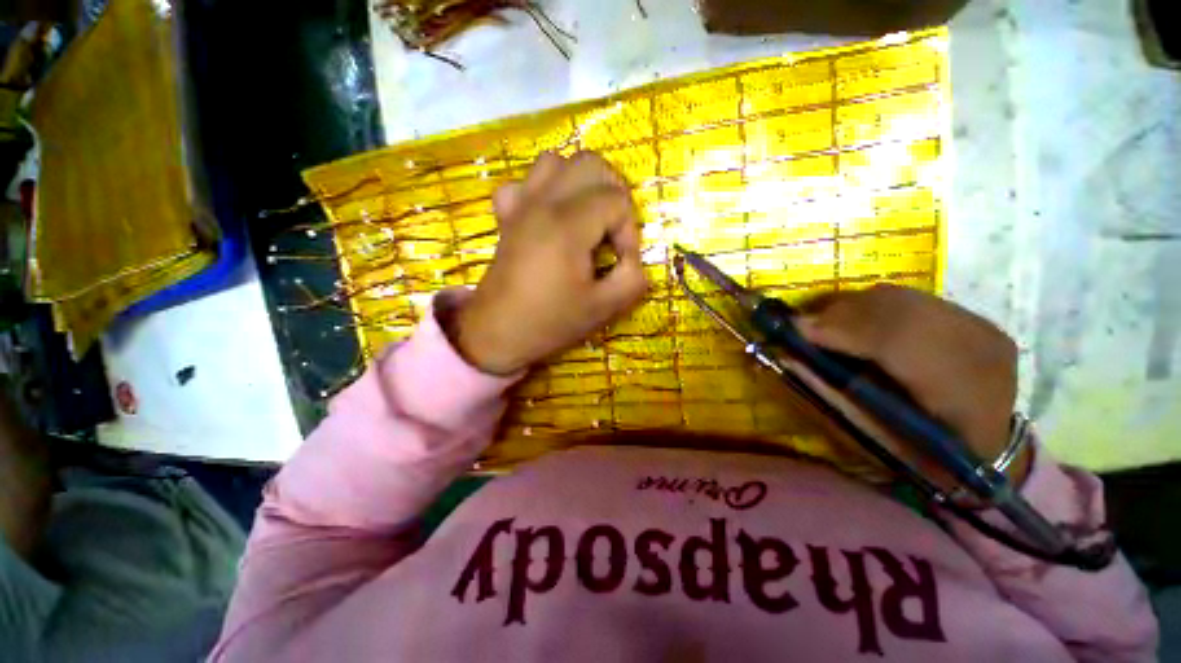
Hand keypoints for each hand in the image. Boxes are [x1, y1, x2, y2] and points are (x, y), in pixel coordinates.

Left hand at [453, 152, 648, 374]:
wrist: (497, 332)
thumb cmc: (550, 322)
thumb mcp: (604, 308)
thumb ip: (633, 278)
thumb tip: (633, 257)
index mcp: (568, 225)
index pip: (616, 201)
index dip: (628, 231)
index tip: (620, 261)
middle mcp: (543, 202)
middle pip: (591, 164)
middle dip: (613, 193)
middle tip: (613, 230)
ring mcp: (520, 204)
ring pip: (556, 162)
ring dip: (580, 183)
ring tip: (586, 217)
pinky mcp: (507, 214)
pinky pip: (524, 182)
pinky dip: (543, 189)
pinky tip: (549, 216)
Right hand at [794, 285, 1028, 483]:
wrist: (988, 449)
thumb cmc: (924, 456)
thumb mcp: (872, 437)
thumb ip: (829, 394)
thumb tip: (786, 355)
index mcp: (962, 393)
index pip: (896, 339)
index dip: (840, 329)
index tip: (794, 329)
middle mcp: (977, 346)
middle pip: (894, 308)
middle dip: (837, 313)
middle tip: (800, 325)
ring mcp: (978, 325)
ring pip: (898, 297)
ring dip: (849, 307)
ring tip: (823, 324)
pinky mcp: (970, 316)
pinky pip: (906, 298)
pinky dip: (869, 306)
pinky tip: (855, 323)